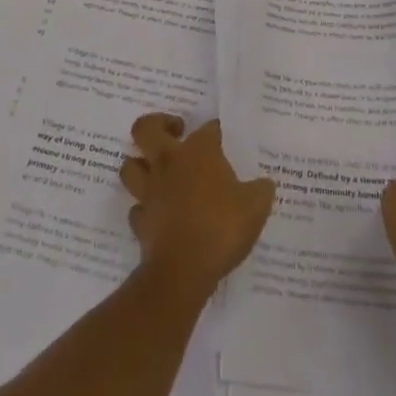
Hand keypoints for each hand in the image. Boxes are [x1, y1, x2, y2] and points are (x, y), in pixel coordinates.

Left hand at [121, 115, 276, 300]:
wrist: (183, 271)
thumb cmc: (221, 227)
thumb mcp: (256, 206)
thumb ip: (261, 190)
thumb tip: (264, 184)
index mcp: (198, 151)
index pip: (207, 128)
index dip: (216, 131)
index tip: (224, 140)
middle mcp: (168, 163)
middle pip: (145, 128)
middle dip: (158, 124)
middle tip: (176, 132)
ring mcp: (150, 192)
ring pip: (130, 167)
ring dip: (141, 165)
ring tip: (159, 171)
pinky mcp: (140, 222)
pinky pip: (136, 208)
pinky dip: (145, 209)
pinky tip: (158, 214)